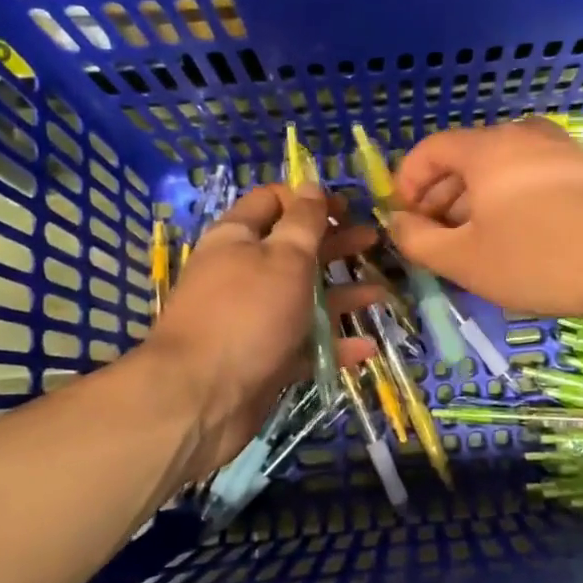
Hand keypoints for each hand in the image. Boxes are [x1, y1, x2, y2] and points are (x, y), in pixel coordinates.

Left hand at [143, 184, 377, 481]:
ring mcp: (253, 319)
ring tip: (382, 293)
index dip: (308, 200)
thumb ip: (303, 222)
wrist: (201, 398)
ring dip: (342, 294)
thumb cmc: (247, 313)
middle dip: (334, 244)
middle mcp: (243, 274)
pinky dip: (332, 345)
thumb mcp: (284, 257)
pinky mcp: (263, 359)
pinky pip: (303, 345)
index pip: (272, 202)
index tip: (346, 208)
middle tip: (372, 242)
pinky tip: (365, 347)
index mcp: (238, 238)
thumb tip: (311, 184)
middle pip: (293, 250)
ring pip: (303, 299)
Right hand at [389, 119, 582, 320]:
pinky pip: (530, 180)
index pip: (429, 150)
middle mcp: (523, 135)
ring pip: (499, 172)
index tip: (404, 221)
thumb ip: (417, 239)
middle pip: (464, 160)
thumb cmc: (540, 259)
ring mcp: (560, 150)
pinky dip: (510, 204)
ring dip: (474, 205)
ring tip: (474, 248)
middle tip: (435, 242)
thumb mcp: (464, 259)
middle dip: (440, 200)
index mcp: (487, 147)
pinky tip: (517, 242)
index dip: (406, 184)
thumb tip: (397, 222)